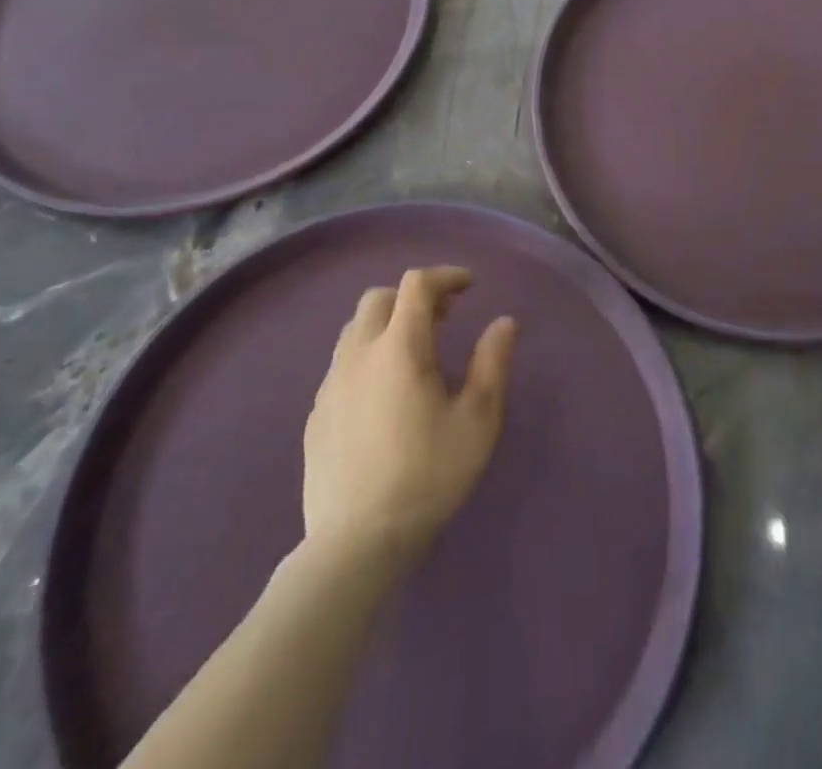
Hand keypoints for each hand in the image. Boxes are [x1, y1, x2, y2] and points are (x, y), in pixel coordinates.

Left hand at [302, 267, 517, 567]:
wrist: (355, 544)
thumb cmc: (427, 476)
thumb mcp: (477, 420)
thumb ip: (493, 363)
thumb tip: (504, 322)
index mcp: (399, 347)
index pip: (417, 285)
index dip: (445, 276)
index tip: (469, 286)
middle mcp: (358, 354)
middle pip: (379, 299)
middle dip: (413, 296)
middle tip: (444, 317)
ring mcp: (331, 384)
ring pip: (355, 329)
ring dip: (387, 324)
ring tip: (415, 351)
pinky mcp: (316, 414)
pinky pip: (342, 364)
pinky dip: (367, 356)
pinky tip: (384, 392)